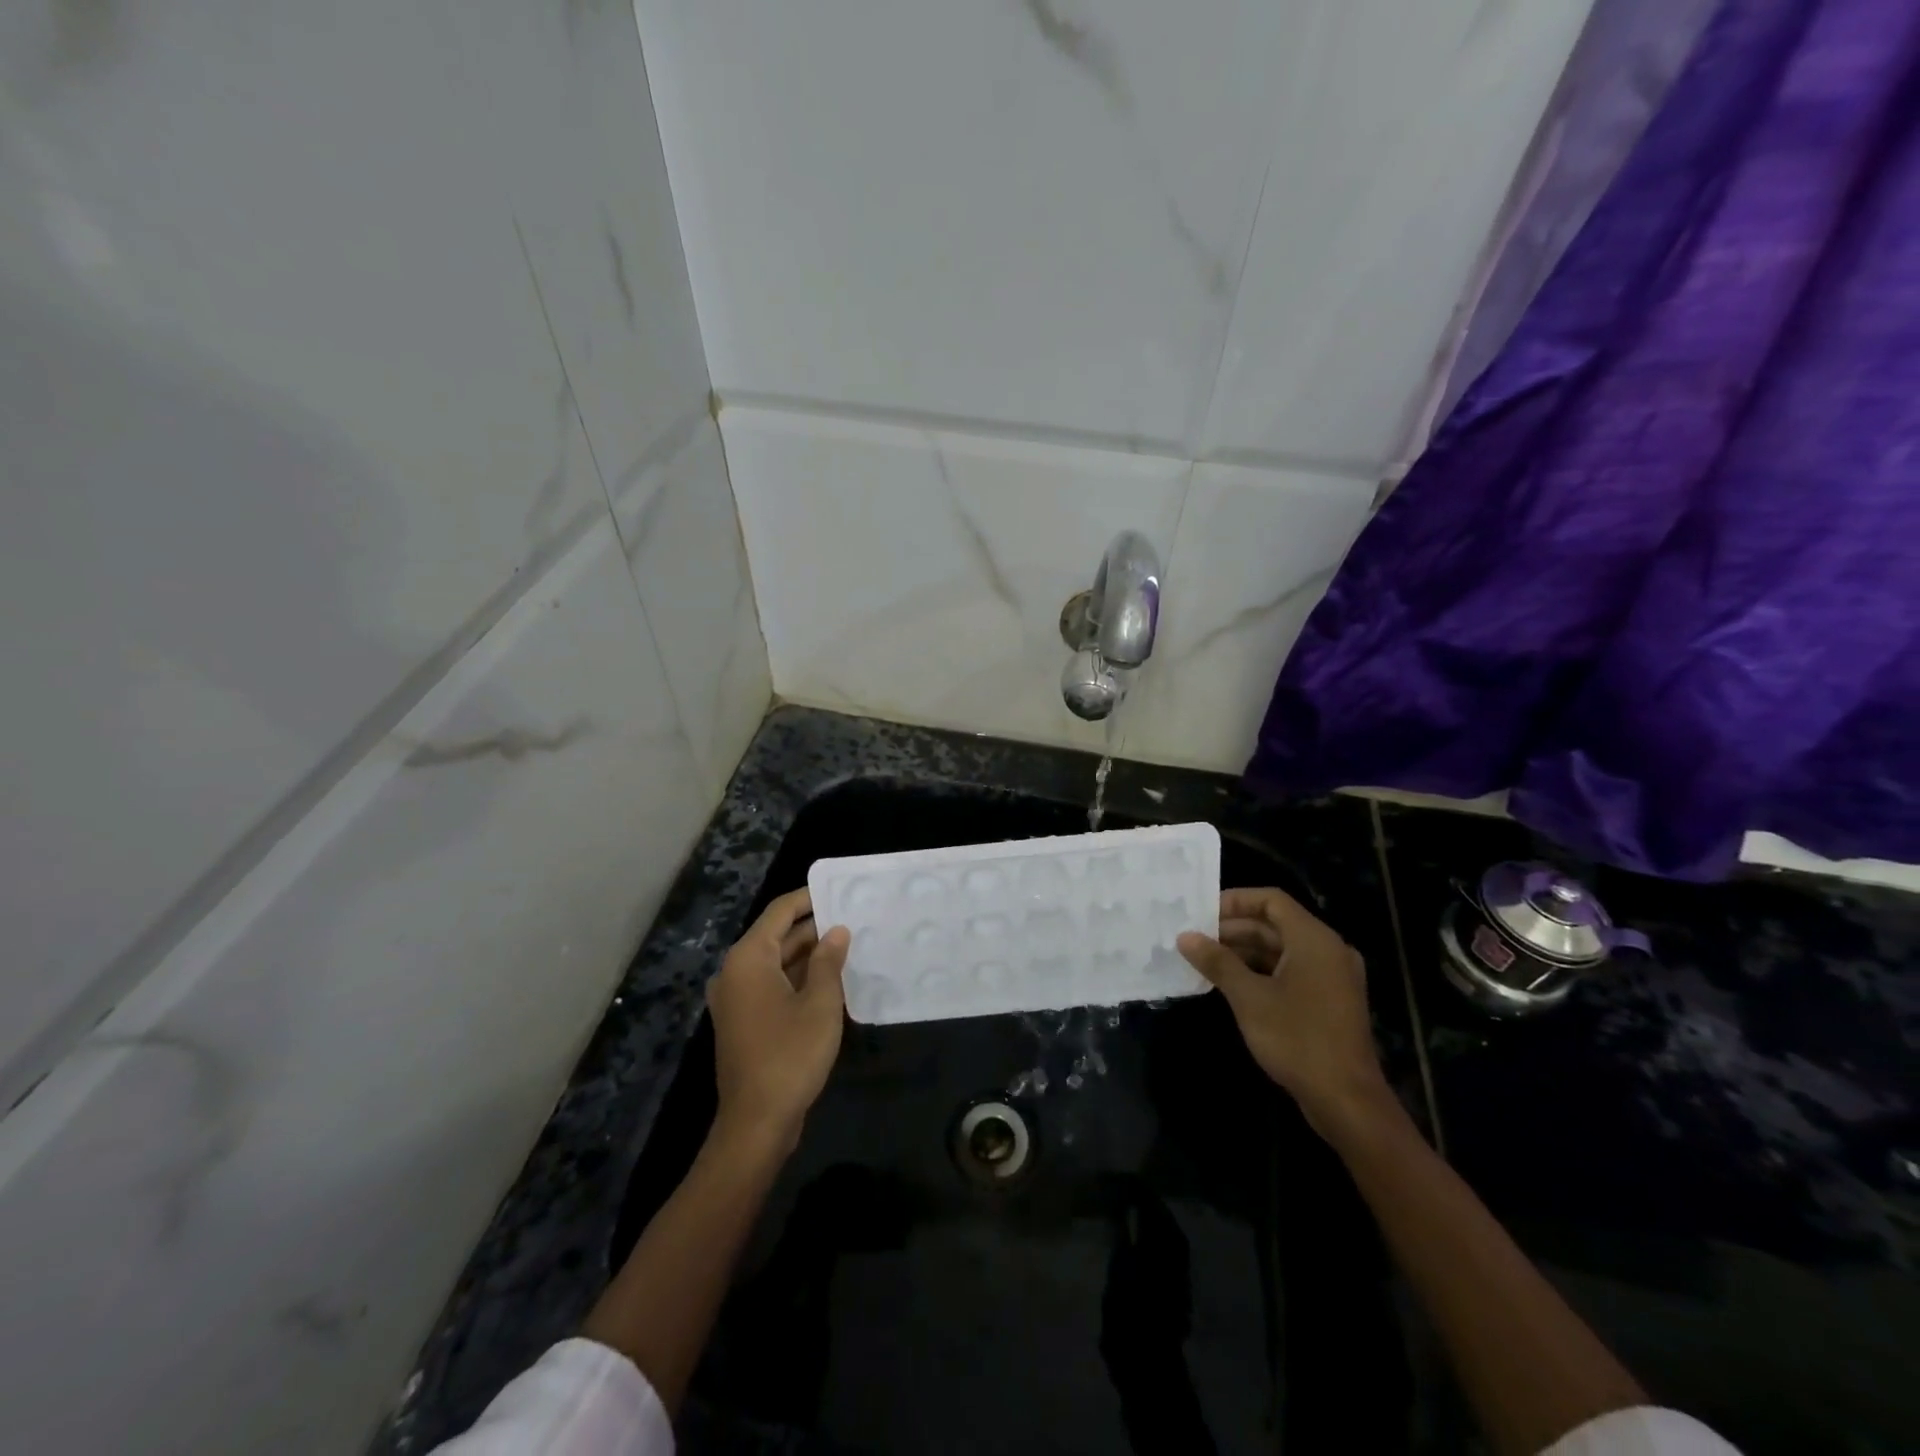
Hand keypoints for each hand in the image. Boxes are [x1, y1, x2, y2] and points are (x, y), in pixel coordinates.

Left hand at [708, 888, 850, 1149]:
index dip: (808, 898)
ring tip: (848, 945)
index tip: (837, 890)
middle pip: (776, 937)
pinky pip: (772, 986)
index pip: (779, 913)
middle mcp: (735, 973)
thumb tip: (836, 931)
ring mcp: (736, 999)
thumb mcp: (820, 1003)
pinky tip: (830, 980)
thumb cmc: (790, 1054)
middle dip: (813, 928)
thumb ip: (828, 961)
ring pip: (775, 963)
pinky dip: (797, 978)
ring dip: (808, 955)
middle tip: (852, 919)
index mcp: (748, 959)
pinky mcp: (743, 1022)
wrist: (756, 1122)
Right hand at [1178, 888, 1393, 1137]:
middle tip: (1196, 939)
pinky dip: (1261, 971)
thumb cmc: (1297, 1040)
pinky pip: (1291, 971)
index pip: (1271, 900)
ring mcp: (1332, 977)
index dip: (1235, 901)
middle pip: (1275, 924)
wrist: (1347, 1101)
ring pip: (1282, 950)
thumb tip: (1185, 937)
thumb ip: (1217, 961)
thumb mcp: (1249, 997)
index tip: (1202, 913)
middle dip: (1234, 929)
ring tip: (1206, 961)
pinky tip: (1231, 984)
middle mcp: (1328, 950)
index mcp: (1314, 939)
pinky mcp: (1329, 1001)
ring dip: (1244, 951)